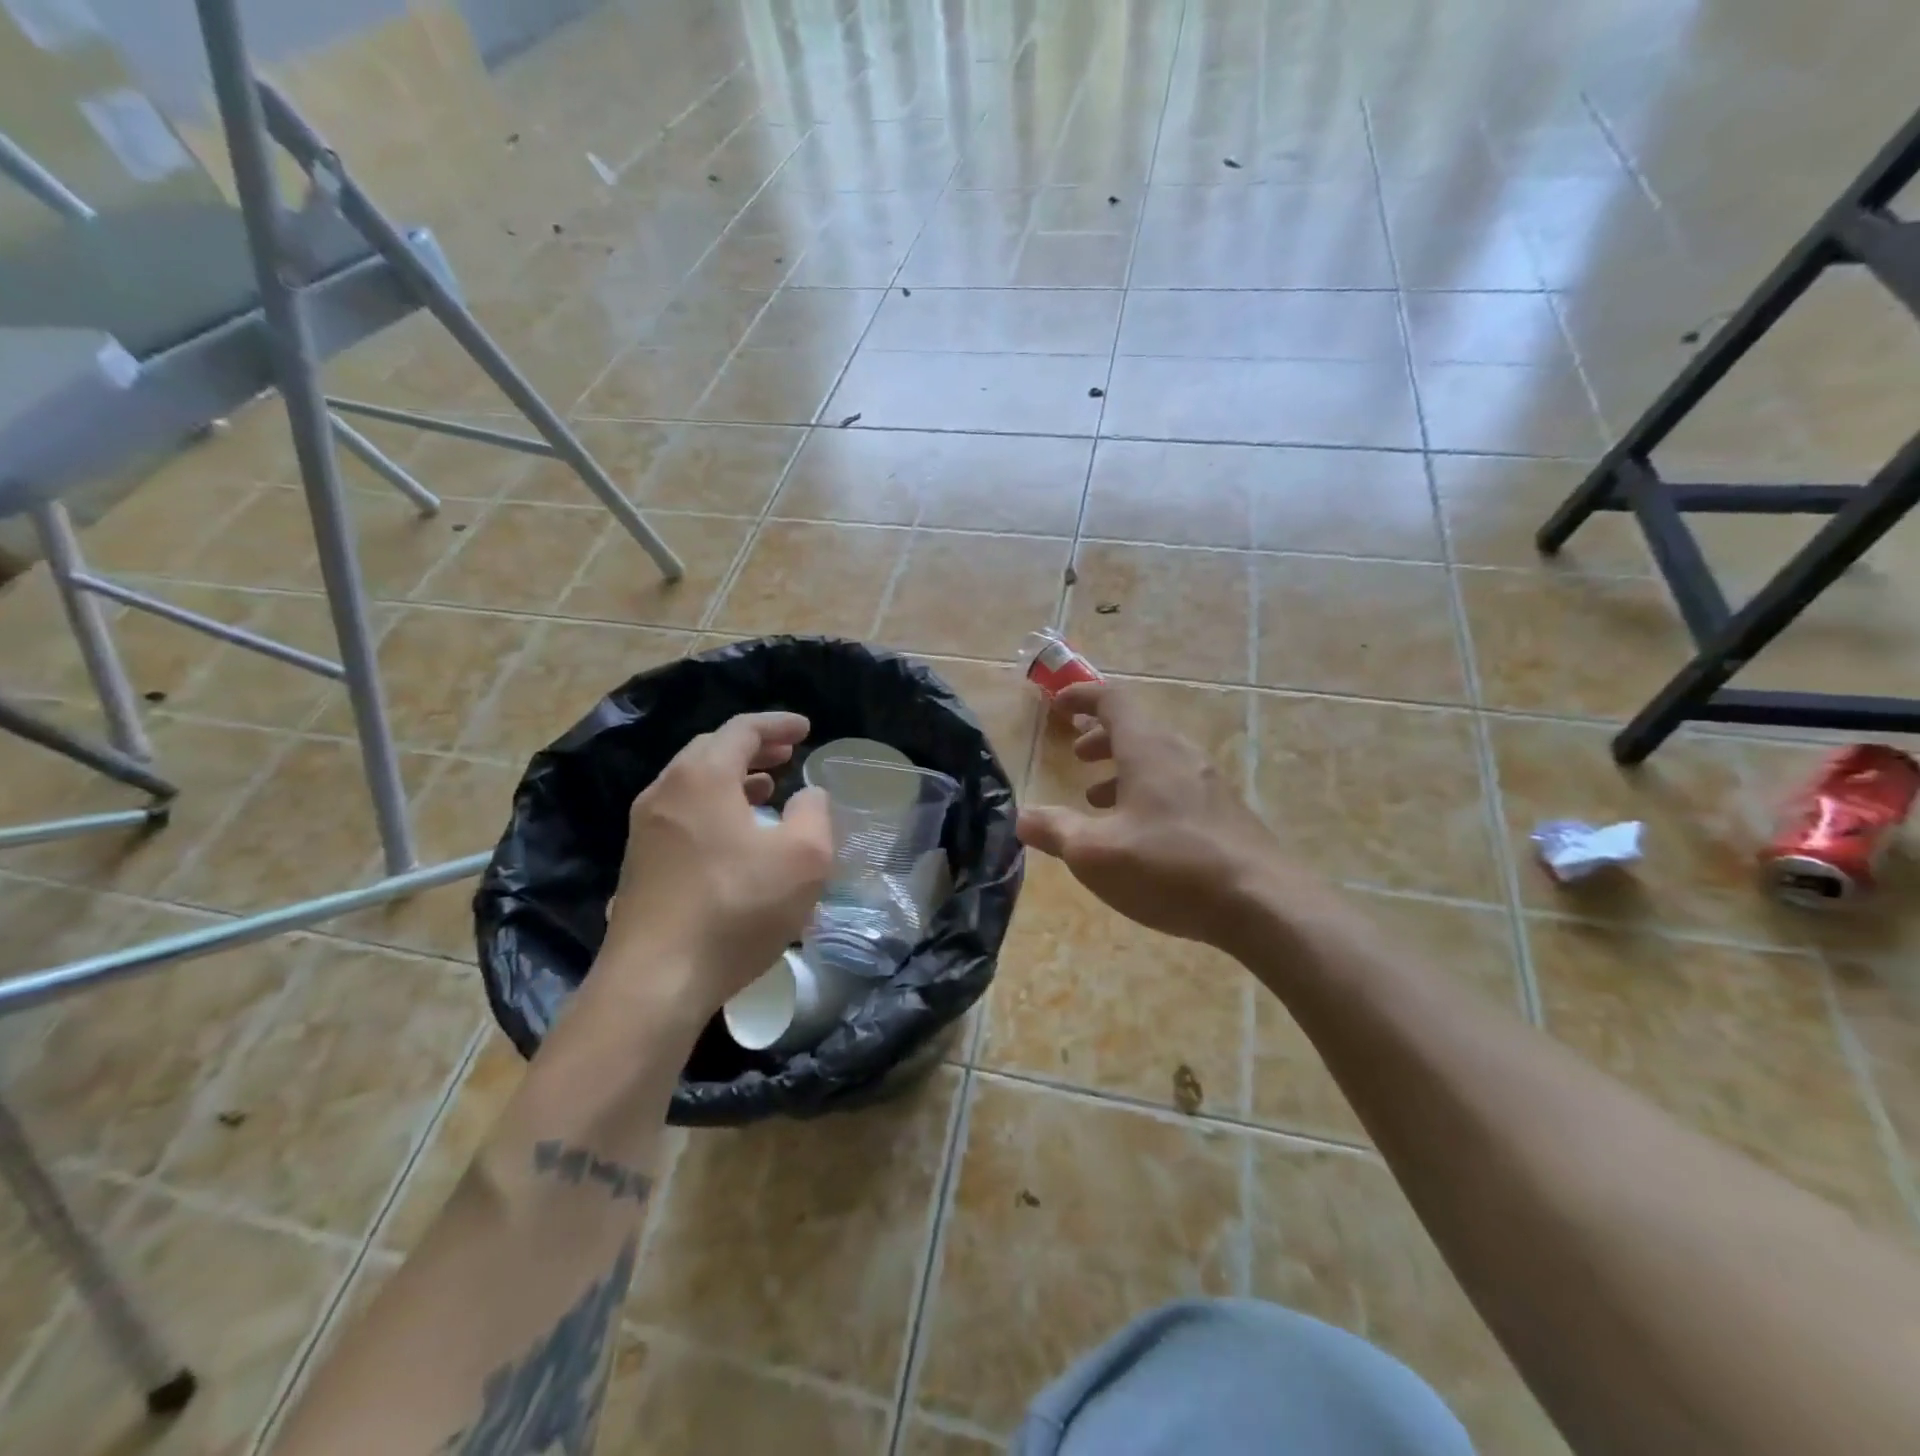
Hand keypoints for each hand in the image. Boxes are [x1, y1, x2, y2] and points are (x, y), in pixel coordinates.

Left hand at [598, 712, 832, 1022]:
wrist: (655, 980)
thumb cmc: (736, 909)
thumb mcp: (803, 859)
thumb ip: (814, 814)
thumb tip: (808, 795)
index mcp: (703, 777)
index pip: (742, 730)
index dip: (778, 724)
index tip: (806, 728)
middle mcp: (665, 792)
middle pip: (711, 750)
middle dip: (753, 748)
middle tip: (787, 755)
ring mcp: (644, 829)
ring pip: (692, 784)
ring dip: (732, 779)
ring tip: (766, 790)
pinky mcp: (639, 864)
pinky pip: (681, 815)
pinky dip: (713, 808)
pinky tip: (735, 837)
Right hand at [1017, 683, 1300, 953]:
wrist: (1263, 904)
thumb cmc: (1169, 867)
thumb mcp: (1095, 853)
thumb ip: (1056, 831)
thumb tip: (1022, 817)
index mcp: (1148, 749)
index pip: (1113, 700)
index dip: (1082, 697)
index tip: (1058, 706)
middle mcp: (1181, 755)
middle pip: (1137, 728)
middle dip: (1101, 737)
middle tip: (1078, 755)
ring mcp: (1209, 784)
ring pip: (1158, 759)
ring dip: (1124, 768)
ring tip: (1097, 798)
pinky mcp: (1226, 814)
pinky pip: (1177, 785)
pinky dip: (1147, 792)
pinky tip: (1139, 833)